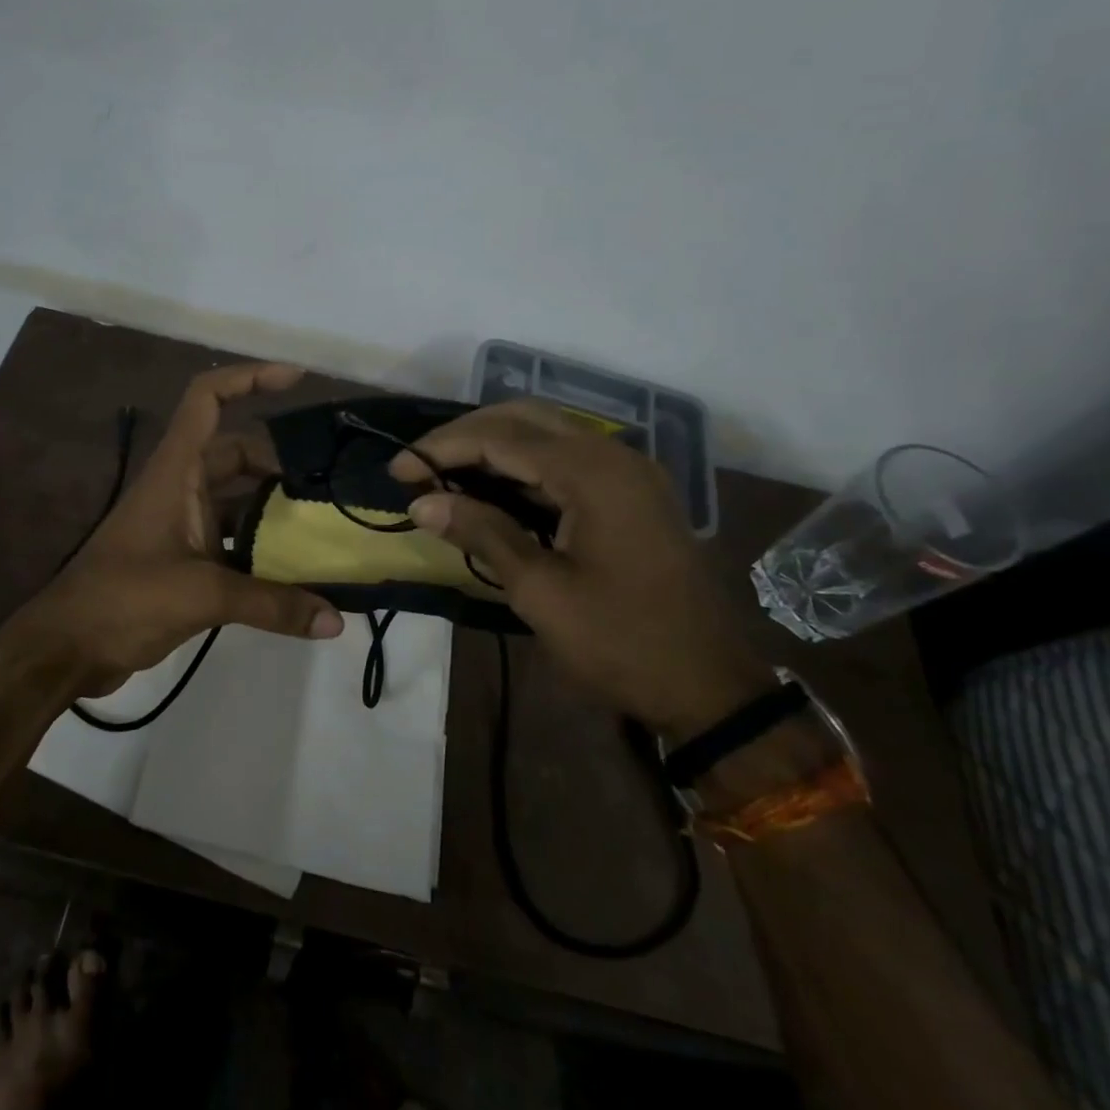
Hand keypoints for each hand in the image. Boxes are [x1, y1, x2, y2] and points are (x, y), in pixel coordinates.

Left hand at [15, 362, 344, 692]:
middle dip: (280, 461)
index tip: (297, 379)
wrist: (68, 647)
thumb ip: (271, 604)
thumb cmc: (124, 599)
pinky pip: (232, 536)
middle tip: (330, 481)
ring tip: (323, 521)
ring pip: (237, 497)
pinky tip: (296, 568)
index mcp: (176, 470)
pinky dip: (261, 545)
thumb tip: (336, 621)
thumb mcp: (202, 595)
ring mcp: (181, 521)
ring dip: (274, 506)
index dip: (250, 377)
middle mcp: (180, 485)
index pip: (208, 398)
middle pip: (237, 452)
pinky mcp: (184, 556)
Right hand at [393, 400, 772, 738]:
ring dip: (493, 448)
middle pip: (524, 419)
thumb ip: (482, 533)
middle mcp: (614, 455)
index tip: (398, 472)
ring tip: (444, 476)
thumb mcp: (541, 591)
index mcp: (593, 472)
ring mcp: (628, 472)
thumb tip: (421, 503)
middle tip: (420, 467)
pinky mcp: (631, 493)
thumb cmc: (621, 643)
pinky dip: (523, 468)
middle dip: (465, 436)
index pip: (500, 438)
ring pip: (546, 435)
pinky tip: (490, 490)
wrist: (711, 689)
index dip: (442, 449)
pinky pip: (566, 461)